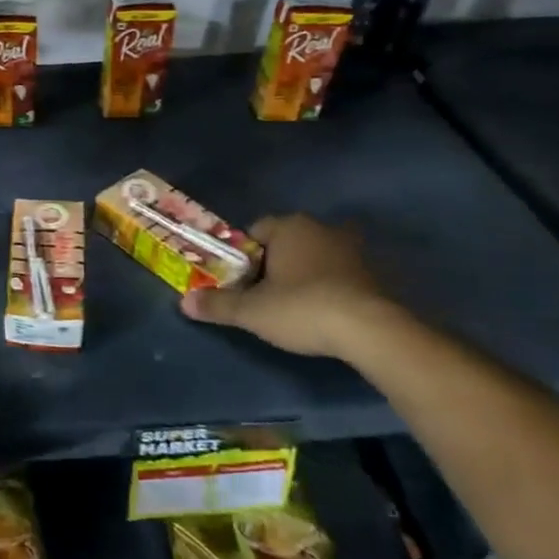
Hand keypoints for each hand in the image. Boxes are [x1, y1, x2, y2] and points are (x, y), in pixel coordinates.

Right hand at [179, 213, 399, 360]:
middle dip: (273, 264)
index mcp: (289, 227)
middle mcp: (321, 229)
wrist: (370, 331)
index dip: (242, 257)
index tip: (239, 282)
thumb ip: (218, 304)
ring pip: (314, 257)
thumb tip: (184, 302)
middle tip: (262, 295)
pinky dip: (329, 288)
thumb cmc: (302, 308)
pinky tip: (323, 312)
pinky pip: (339, 274)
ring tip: (293, 306)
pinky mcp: (374, 273)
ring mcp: (352, 250)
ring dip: (303, 275)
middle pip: (285, 243)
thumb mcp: (251, 311)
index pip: (254, 232)